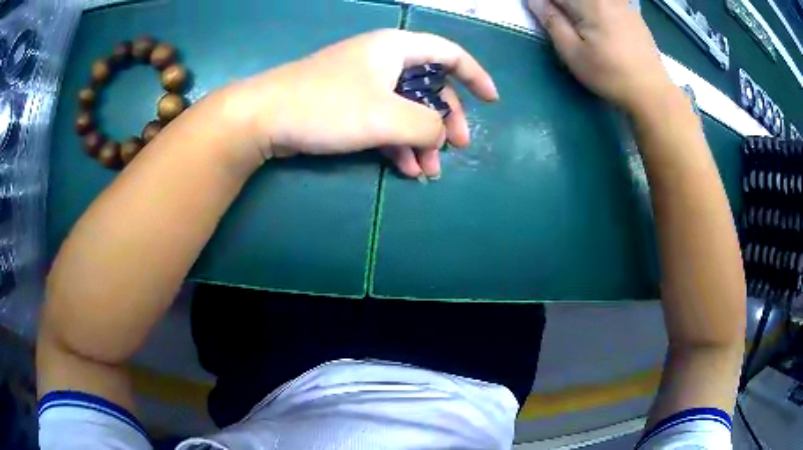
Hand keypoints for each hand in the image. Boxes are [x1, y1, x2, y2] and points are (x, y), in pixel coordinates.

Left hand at [227, 29, 497, 178]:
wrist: (264, 118)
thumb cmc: (327, 105)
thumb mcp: (385, 115)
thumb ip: (426, 125)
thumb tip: (441, 135)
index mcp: (396, 49)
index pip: (449, 54)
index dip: (475, 76)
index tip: (491, 101)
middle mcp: (383, 61)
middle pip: (430, 86)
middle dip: (445, 120)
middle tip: (456, 150)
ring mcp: (364, 84)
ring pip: (406, 109)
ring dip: (421, 140)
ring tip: (428, 172)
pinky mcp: (348, 106)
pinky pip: (384, 121)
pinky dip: (397, 143)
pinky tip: (405, 169)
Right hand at [528, 0, 674, 112]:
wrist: (651, 92)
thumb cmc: (610, 75)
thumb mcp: (573, 53)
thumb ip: (552, 22)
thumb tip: (534, 1)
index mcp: (589, 2)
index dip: (546, 4)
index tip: (545, 17)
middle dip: (563, 5)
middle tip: (559, 20)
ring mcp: (622, 3)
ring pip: (591, 0)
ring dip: (578, 7)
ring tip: (577, 23)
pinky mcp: (633, 12)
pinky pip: (608, 2)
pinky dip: (597, 8)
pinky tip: (599, 24)